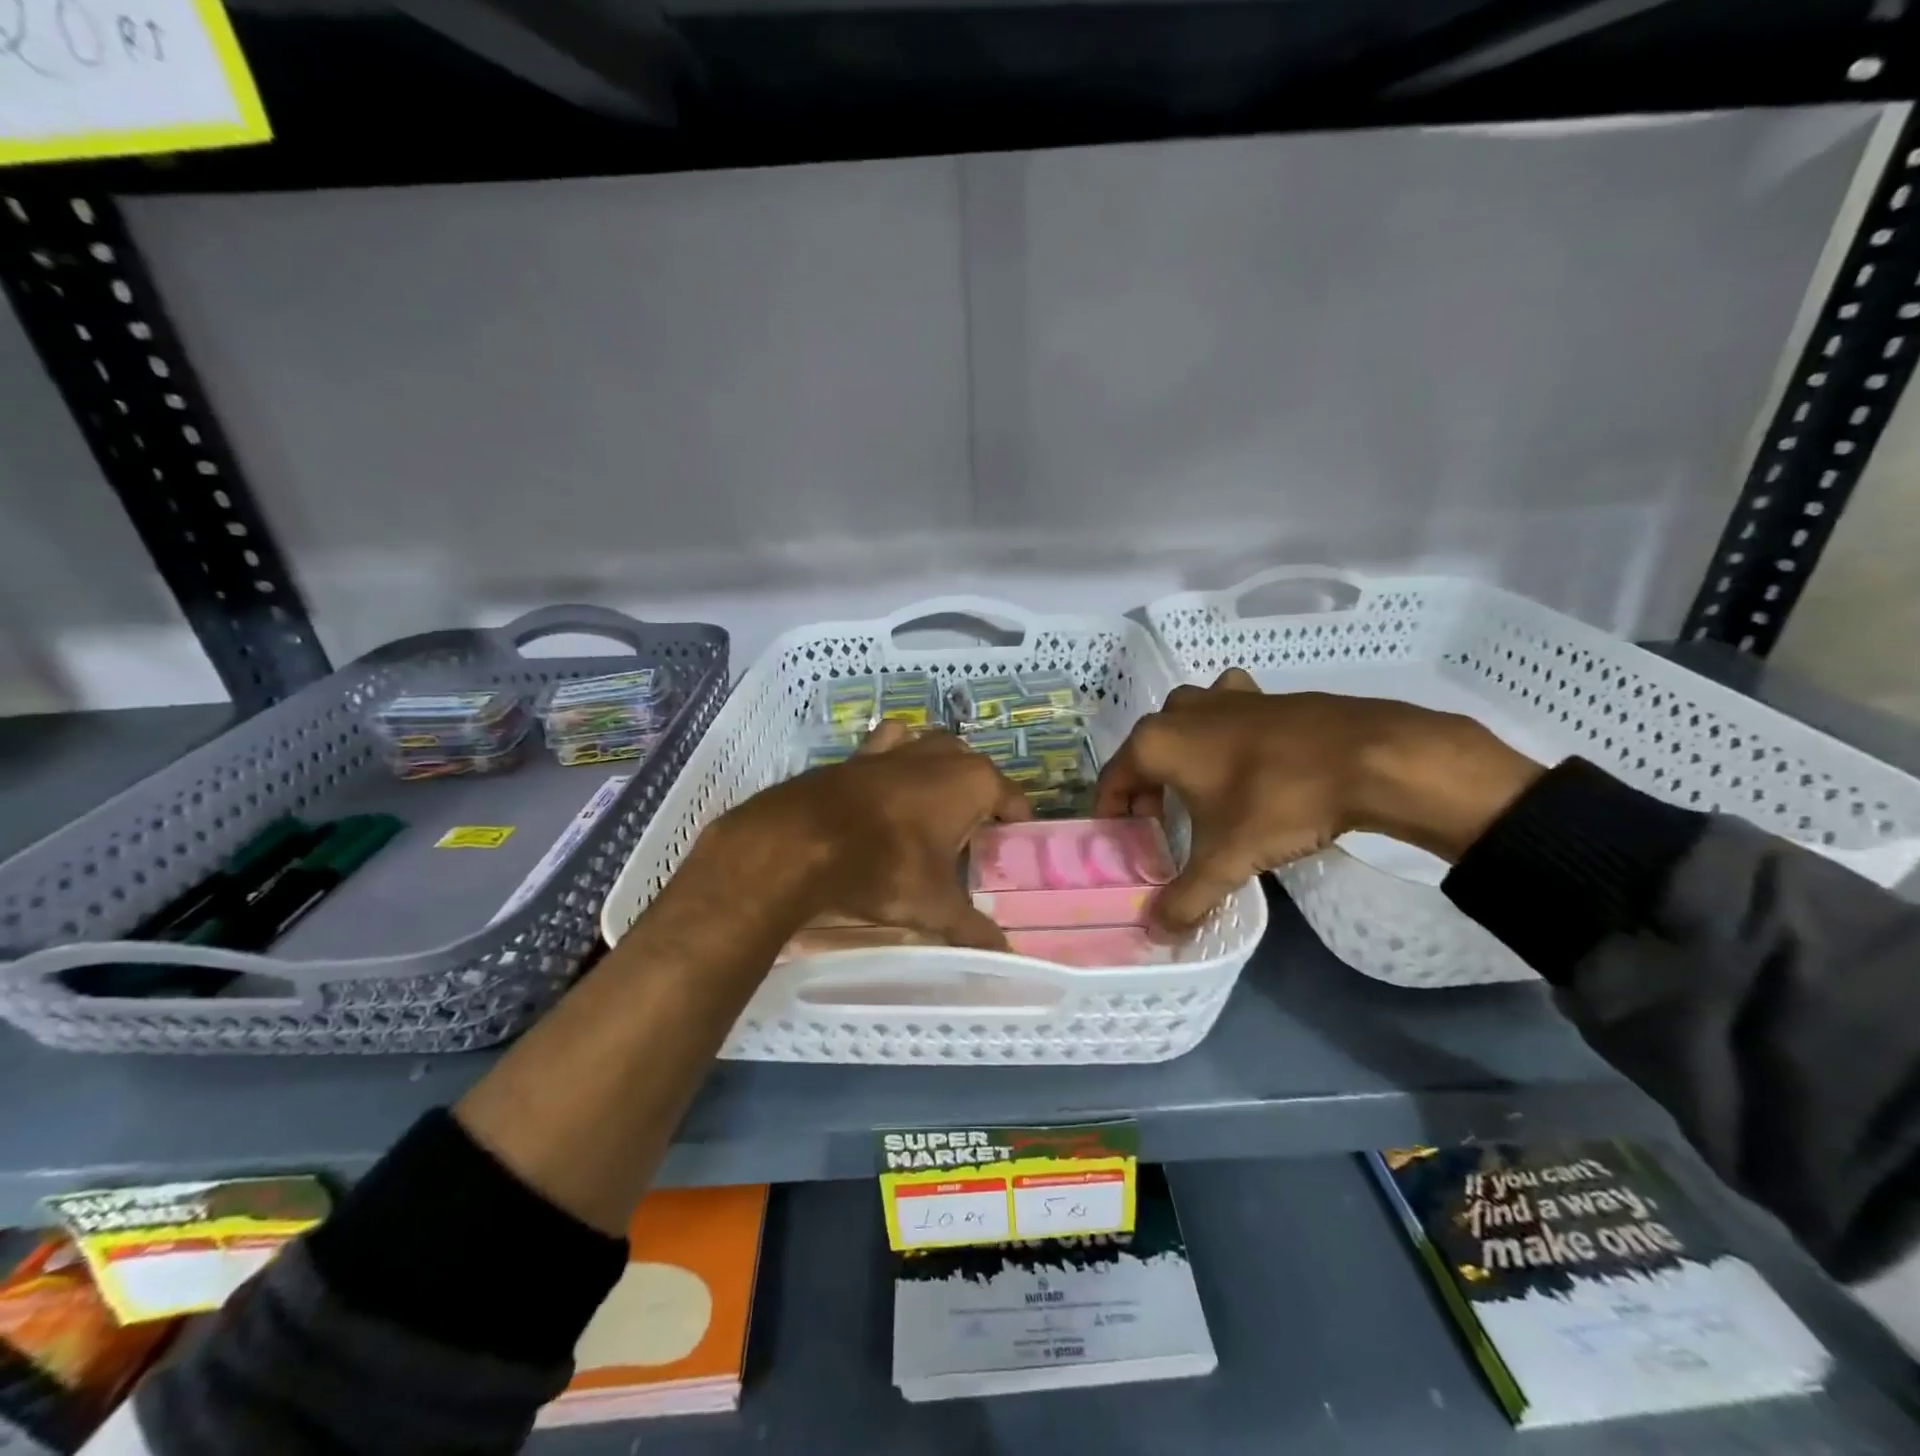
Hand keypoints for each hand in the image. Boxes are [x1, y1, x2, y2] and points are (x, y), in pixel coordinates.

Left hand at [702, 720, 1030, 949]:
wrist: (800, 842)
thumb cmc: (884, 866)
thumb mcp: (934, 906)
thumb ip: (974, 930)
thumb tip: (1004, 956)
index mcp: (974, 781)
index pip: (1014, 801)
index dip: (1018, 829)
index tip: (1013, 856)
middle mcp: (941, 754)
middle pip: (977, 773)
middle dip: (980, 801)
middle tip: (973, 844)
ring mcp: (899, 747)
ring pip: (936, 750)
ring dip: (942, 772)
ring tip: (936, 812)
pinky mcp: (860, 753)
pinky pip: (891, 745)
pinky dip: (897, 758)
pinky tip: (890, 786)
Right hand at [1095, 669, 1542, 931]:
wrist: (1369, 757)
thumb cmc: (1278, 802)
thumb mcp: (1226, 859)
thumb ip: (1186, 898)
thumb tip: (1157, 934)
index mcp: (1155, 741)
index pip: (1112, 780)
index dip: (1112, 815)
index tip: (1123, 844)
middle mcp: (1180, 710)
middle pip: (1146, 755)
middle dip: (1148, 792)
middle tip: (1163, 829)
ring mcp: (1223, 696)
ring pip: (1184, 729)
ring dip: (1183, 760)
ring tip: (1201, 796)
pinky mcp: (1262, 694)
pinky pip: (1225, 716)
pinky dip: (1223, 738)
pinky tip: (1245, 761)